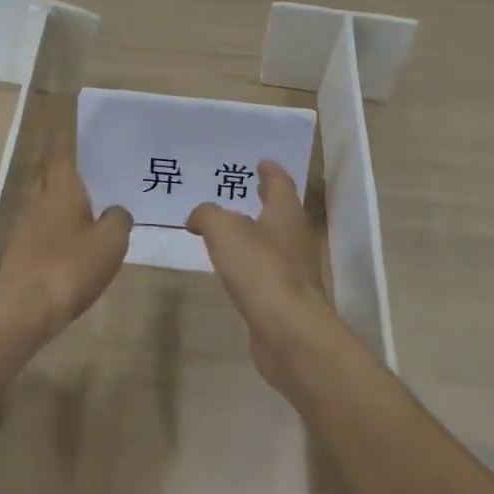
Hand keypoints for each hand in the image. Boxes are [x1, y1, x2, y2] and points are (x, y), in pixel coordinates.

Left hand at [0, 132, 132, 339]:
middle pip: (51, 177)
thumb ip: (119, 219)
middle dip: (66, 168)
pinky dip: (63, 227)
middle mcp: (40, 202)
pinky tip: (81, 241)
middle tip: (93, 164)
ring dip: (67, 200)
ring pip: (49, 204)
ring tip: (95, 203)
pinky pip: (48, 229)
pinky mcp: (26, 255)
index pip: (61, 153)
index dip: (65, 137)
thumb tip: (116, 212)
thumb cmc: (69, 266)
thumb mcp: (110, 241)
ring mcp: (28, 229)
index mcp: (60, 189)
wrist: (23, 310)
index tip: (68, 121)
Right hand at [187, 160, 332, 393]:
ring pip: (273, 242)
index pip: (280, 183)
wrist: (288, 331)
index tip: (261, 162)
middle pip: (281, 212)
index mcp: (285, 214)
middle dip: (264, 199)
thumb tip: (198, 217)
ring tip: (230, 228)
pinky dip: (250, 263)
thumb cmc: (260, 269)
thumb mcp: (223, 230)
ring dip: (255, 232)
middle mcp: (295, 238)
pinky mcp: (285, 298)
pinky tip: (233, 267)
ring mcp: (293, 271)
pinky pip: (265, 271)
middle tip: (246, 189)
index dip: (270, 171)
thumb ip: (207, 215)